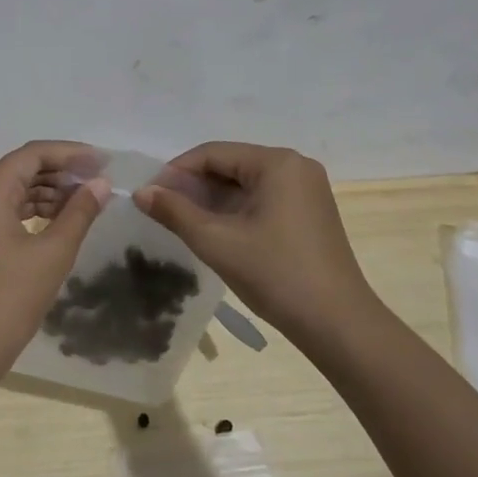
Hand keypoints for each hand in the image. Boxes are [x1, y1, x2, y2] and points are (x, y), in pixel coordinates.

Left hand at [0, 141, 110, 403]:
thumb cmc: (9, 300)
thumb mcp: (52, 254)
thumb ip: (79, 213)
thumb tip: (101, 184)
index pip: (32, 154)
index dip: (71, 153)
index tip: (104, 161)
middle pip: (21, 168)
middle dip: (61, 171)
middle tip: (100, 181)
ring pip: (12, 189)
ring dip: (48, 191)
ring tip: (86, 200)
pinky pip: (3, 209)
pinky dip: (31, 209)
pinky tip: (59, 219)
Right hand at [132, 142, 383, 355]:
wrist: (337, 323)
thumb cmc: (275, 274)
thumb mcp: (216, 241)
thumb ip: (174, 211)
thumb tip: (141, 192)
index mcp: (277, 163)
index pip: (213, 153)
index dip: (176, 171)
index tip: (150, 195)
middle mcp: (296, 166)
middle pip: (231, 165)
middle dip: (194, 186)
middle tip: (163, 211)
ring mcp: (307, 190)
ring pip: (246, 184)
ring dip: (213, 200)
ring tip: (183, 223)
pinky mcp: (310, 213)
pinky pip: (263, 199)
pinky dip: (236, 211)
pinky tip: (216, 232)